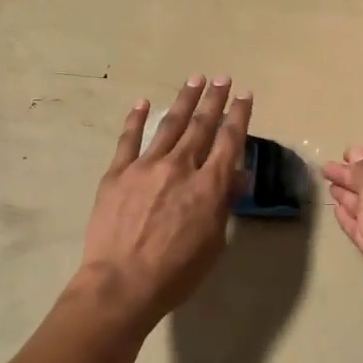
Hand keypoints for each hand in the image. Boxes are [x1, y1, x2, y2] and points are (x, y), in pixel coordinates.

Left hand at [75, 76, 251, 328]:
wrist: (122, 284)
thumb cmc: (175, 273)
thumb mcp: (214, 243)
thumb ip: (224, 204)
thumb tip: (236, 175)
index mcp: (207, 186)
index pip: (229, 141)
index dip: (239, 116)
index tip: (245, 95)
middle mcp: (179, 167)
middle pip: (201, 125)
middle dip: (214, 100)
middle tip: (222, 78)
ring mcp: (145, 167)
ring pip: (169, 125)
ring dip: (184, 100)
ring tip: (195, 79)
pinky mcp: (117, 173)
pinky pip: (128, 140)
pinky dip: (135, 119)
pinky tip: (142, 103)